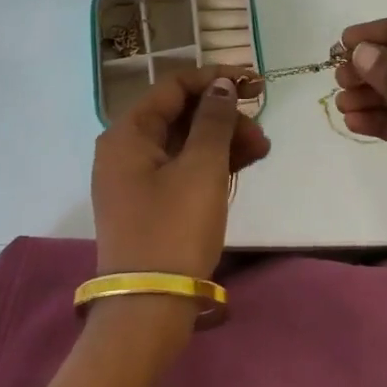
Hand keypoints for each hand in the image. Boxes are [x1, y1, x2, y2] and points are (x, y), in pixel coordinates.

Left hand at [92, 67, 270, 281]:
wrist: (150, 307)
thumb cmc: (175, 228)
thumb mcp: (201, 168)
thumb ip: (214, 120)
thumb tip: (221, 84)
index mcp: (127, 133)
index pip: (172, 87)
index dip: (214, 79)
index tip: (253, 83)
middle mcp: (125, 150)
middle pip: (179, 115)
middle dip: (223, 116)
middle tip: (261, 130)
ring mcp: (135, 179)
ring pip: (184, 143)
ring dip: (223, 141)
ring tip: (262, 150)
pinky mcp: (149, 204)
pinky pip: (182, 169)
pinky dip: (211, 164)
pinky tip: (243, 165)